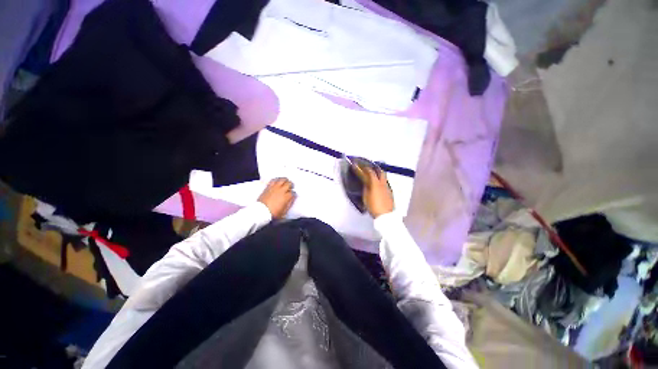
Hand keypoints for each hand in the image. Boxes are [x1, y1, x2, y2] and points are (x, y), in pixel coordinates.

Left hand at [258, 178, 295, 218]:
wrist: (261, 212)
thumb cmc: (272, 213)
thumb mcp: (284, 211)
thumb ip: (290, 204)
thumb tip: (292, 199)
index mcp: (286, 197)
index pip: (293, 192)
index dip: (293, 193)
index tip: (292, 195)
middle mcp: (281, 191)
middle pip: (289, 184)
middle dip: (291, 185)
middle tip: (290, 187)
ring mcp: (275, 188)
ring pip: (282, 180)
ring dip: (285, 180)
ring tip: (285, 182)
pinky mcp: (269, 187)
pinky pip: (274, 180)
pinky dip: (276, 180)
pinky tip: (277, 181)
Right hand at [354, 166, 393, 217]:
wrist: (385, 216)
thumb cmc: (374, 206)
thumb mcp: (366, 197)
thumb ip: (366, 188)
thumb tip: (366, 183)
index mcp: (376, 184)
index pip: (370, 172)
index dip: (365, 168)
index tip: (361, 167)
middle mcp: (383, 184)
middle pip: (380, 172)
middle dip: (374, 169)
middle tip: (369, 169)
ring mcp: (387, 188)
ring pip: (384, 178)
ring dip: (378, 175)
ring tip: (373, 177)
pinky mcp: (390, 192)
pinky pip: (385, 184)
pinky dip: (381, 182)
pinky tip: (377, 186)